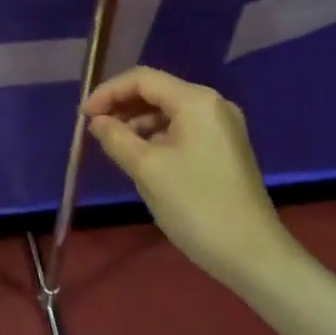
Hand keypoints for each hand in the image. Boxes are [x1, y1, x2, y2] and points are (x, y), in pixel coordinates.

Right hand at [83, 67, 292, 289]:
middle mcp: (213, 105)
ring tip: (113, 145)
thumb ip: (116, 138)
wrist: (252, 255)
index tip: (83, 116)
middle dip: (122, 106)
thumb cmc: (196, 205)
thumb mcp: (147, 169)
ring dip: (138, 122)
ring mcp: (222, 127)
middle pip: (157, 91)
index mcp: (196, 101)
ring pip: (169, 112)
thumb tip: (97, 121)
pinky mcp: (224, 149)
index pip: (142, 79)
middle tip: (94, 129)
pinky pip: (182, 129)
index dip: (108, 92)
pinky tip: (140, 157)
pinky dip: (157, 136)